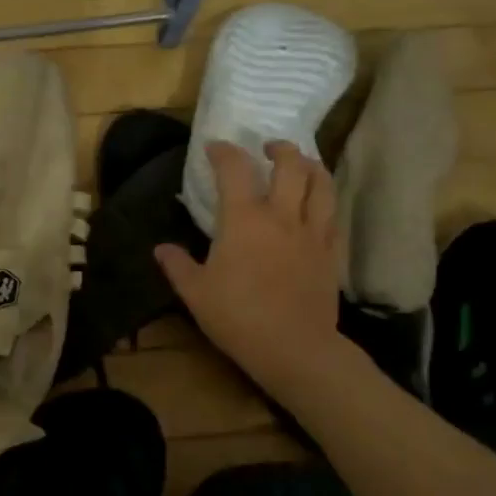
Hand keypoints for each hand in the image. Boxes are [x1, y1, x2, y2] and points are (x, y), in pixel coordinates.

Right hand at [155, 141, 345, 392]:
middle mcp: (282, 216)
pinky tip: (318, 205)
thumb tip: (161, 249)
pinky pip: (334, 215)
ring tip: (302, 163)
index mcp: (244, 220)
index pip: (235, 170)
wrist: (294, 347)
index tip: (215, 148)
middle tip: (268, 148)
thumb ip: (177, 265)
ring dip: (311, 165)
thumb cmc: (237, 316)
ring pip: (322, 184)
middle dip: (280, 149)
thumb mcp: (195, 292)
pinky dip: (325, 199)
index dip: (224, 152)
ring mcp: (313, 233)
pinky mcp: (331, 253)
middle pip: (291, 165)